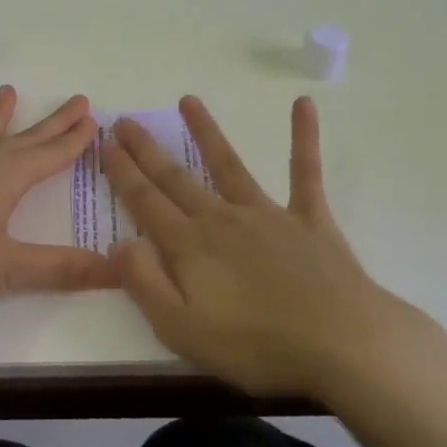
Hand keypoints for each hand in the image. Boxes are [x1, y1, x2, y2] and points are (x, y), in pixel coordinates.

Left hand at [0, 86, 116, 323]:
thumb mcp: (11, 269)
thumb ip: (64, 269)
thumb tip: (119, 268)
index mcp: (7, 180)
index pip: (51, 155)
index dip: (75, 139)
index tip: (94, 119)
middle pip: (24, 139)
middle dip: (52, 123)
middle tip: (76, 100)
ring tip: (7, 91)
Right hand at [102, 95, 446, 397]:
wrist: (342, 343)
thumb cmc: (257, 346)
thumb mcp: (182, 330)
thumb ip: (145, 284)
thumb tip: (119, 242)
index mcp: (190, 247)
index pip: (146, 202)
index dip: (122, 173)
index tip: (104, 144)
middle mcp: (222, 219)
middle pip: (176, 178)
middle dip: (147, 149)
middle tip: (124, 121)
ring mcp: (268, 214)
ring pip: (228, 164)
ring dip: (206, 132)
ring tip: (188, 100)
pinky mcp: (309, 219)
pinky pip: (305, 172)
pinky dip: (304, 137)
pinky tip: (304, 104)